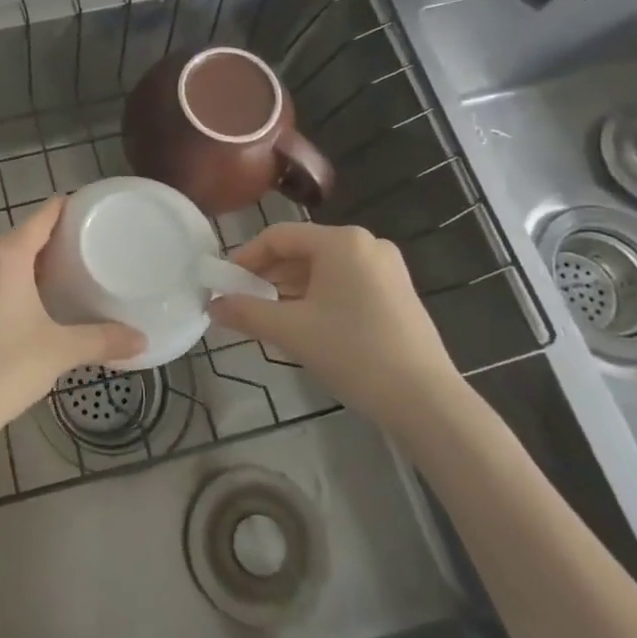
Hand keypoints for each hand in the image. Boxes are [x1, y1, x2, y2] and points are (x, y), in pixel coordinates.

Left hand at [0, 198, 142, 446]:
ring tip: (70, 272)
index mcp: (6, 257)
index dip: (66, 208)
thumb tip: (142, 340)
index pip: (41, 217)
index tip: (93, 208)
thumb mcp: (59, 351)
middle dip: (55, 239)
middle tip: (92, 246)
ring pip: (5, 258)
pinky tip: (36, 300)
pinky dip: (15, 279)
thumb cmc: (4, 369)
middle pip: (23, 236)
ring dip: (34, 261)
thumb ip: (102, 340)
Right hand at [207, 222, 463, 436]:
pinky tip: (305, 324)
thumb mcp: (291, 331)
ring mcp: (387, 269)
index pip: (279, 237)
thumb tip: (212, 306)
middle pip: (302, 251)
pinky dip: (319, 297)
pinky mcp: (398, 293)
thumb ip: (246, 312)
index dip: (246, 257)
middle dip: (268, 275)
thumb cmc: (352, 352)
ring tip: (268, 316)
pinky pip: (346, 283)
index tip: (225, 283)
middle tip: (242, 301)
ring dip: (291, 288)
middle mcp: (367, 244)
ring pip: (324, 269)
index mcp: (342, 241)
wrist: (424, 400)